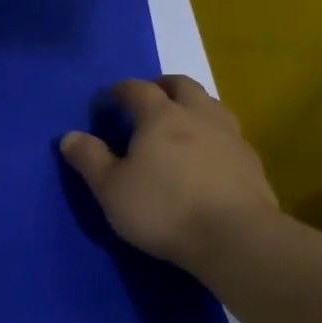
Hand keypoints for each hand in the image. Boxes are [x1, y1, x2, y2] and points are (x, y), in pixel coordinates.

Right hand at [59, 76, 276, 271]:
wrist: (234, 237)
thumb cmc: (164, 208)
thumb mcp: (111, 189)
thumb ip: (90, 159)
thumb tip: (69, 136)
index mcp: (161, 117)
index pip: (138, 89)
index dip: (122, 89)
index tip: (110, 97)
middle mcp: (198, 116)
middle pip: (183, 85)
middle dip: (163, 86)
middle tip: (151, 98)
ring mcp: (230, 136)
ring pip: (212, 105)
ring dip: (194, 105)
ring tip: (182, 122)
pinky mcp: (251, 161)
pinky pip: (229, 134)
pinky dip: (214, 134)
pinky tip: (209, 155)